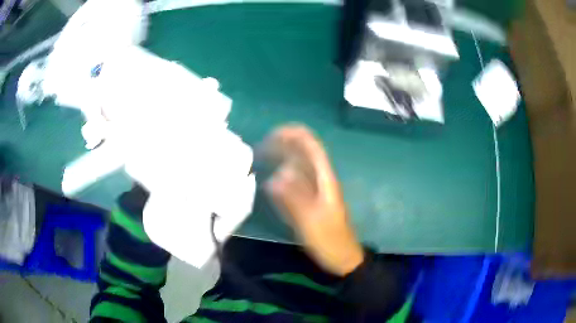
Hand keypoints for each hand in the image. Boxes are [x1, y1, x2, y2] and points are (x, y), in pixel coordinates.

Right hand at [264, 125, 363, 275]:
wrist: (342, 258)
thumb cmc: (330, 240)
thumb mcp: (311, 221)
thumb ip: (294, 198)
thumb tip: (276, 176)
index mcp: (325, 181)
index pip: (313, 148)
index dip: (296, 136)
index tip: (274, 133)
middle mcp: (321, 181)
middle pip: (304, 155)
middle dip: (285, 145)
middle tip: (262, 146)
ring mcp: (316, 192)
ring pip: (299, 169)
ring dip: (282, 160)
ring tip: (263, 158)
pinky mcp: (310, 203)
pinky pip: (296, 185)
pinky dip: (284, 179)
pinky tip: (271, 181)